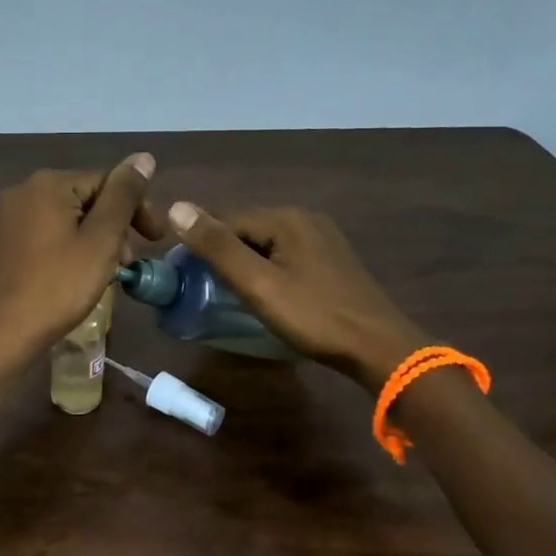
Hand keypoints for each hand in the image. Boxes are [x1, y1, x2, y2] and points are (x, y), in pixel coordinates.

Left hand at [0, 156, 164, 364]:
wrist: (5, 332)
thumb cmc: (60, 286)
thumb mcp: (101, 239)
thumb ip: (124, 196)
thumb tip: (143, 157)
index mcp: (49, 184)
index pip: (108, 182)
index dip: (137, 209)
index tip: (156, 240)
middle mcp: (25, 190)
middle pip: (87, 198)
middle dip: (116, 226)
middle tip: (132, 262)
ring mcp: (11, 216)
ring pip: (69, 217)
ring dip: (96, 239)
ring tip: (111, 271)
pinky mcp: (6, 240)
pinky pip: (49, 232)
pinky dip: (72, 246)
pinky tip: (81, 272)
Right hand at [166, 202, 429, 385]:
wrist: (378, 348)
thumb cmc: (314, 316)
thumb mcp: (258, 284)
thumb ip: (217, 247)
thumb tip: (176, 207)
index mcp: (285, 218)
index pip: (226, 219)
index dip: (200, 243)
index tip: (181, 273)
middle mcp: (304, 219)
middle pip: (246, 229)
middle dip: (220, 252)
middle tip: (199, 286)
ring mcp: (321, 239)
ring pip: (265, 243)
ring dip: (242, 262)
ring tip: (224, 291)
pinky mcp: (330, 260)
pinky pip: (284, 255)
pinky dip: (265, 268)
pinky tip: (261, 292)